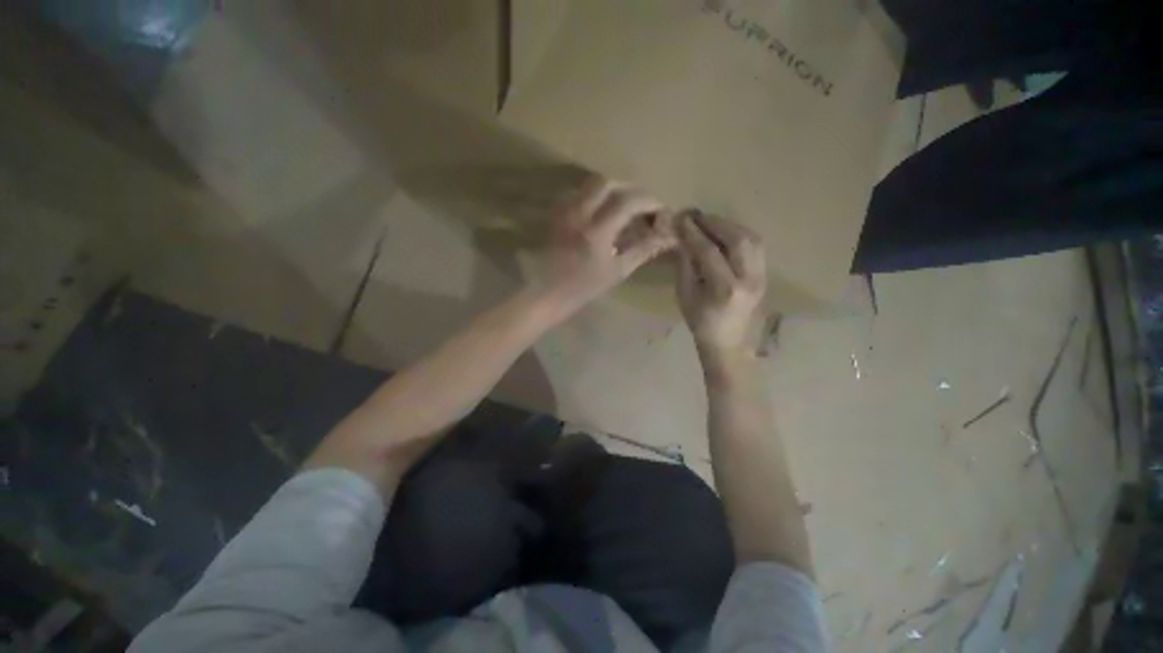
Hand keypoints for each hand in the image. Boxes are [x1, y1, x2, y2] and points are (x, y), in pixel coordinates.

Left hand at [536, 176, 676, 313]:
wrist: (547, 292)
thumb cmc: (584, 287)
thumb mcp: (617, 271)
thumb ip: (643, 250)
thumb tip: (667, 238)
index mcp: (597, 231)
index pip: (627, 202)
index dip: (648, 201)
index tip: (659, 209)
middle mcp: (579, 214)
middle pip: (607, 183)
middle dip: (628, 189)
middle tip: (640, 204)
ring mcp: (564, 212)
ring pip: (589, 185)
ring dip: (610, 190)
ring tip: (622, 206)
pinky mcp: (556, 214)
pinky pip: (577, 193)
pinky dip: (593, 196)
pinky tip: (600, 211)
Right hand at [676, 211, 766, 357]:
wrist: (728, 342)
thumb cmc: (700, 322)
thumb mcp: (685, 296)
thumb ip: (684, 265)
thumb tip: (682, 239)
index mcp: (725, 289)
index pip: (709, 252)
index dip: (693, 233)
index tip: (681, 219)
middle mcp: (748, 279)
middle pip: (737, 239)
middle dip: (714, 223)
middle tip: (696, 215)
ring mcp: (761, 276)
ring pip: (751, 238)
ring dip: (728, 225)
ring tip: (709, 221)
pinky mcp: (765, 274)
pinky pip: (756, 245)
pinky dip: (739, 233)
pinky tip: (725, 232)